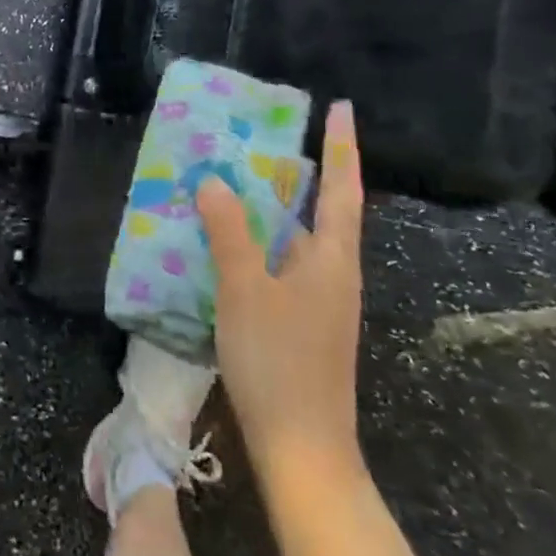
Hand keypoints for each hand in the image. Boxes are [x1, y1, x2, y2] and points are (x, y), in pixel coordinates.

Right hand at [199, 100, 365, 487]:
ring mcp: (319, 301)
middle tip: (262, 138)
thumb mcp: (245, 290)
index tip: (341, 108)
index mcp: (331, 259)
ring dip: (271, 209)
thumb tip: (214, 182)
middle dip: (297, 172)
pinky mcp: (301, 322)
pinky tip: (225, 242)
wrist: (303, 448)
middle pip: (319, 210)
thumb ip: (229, 233)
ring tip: (234, 180)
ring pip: (295, 238)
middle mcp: (332, 273)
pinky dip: (257, 242)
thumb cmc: (279, 362)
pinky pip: (280, 264)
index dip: (341, 146)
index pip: (341, 188)